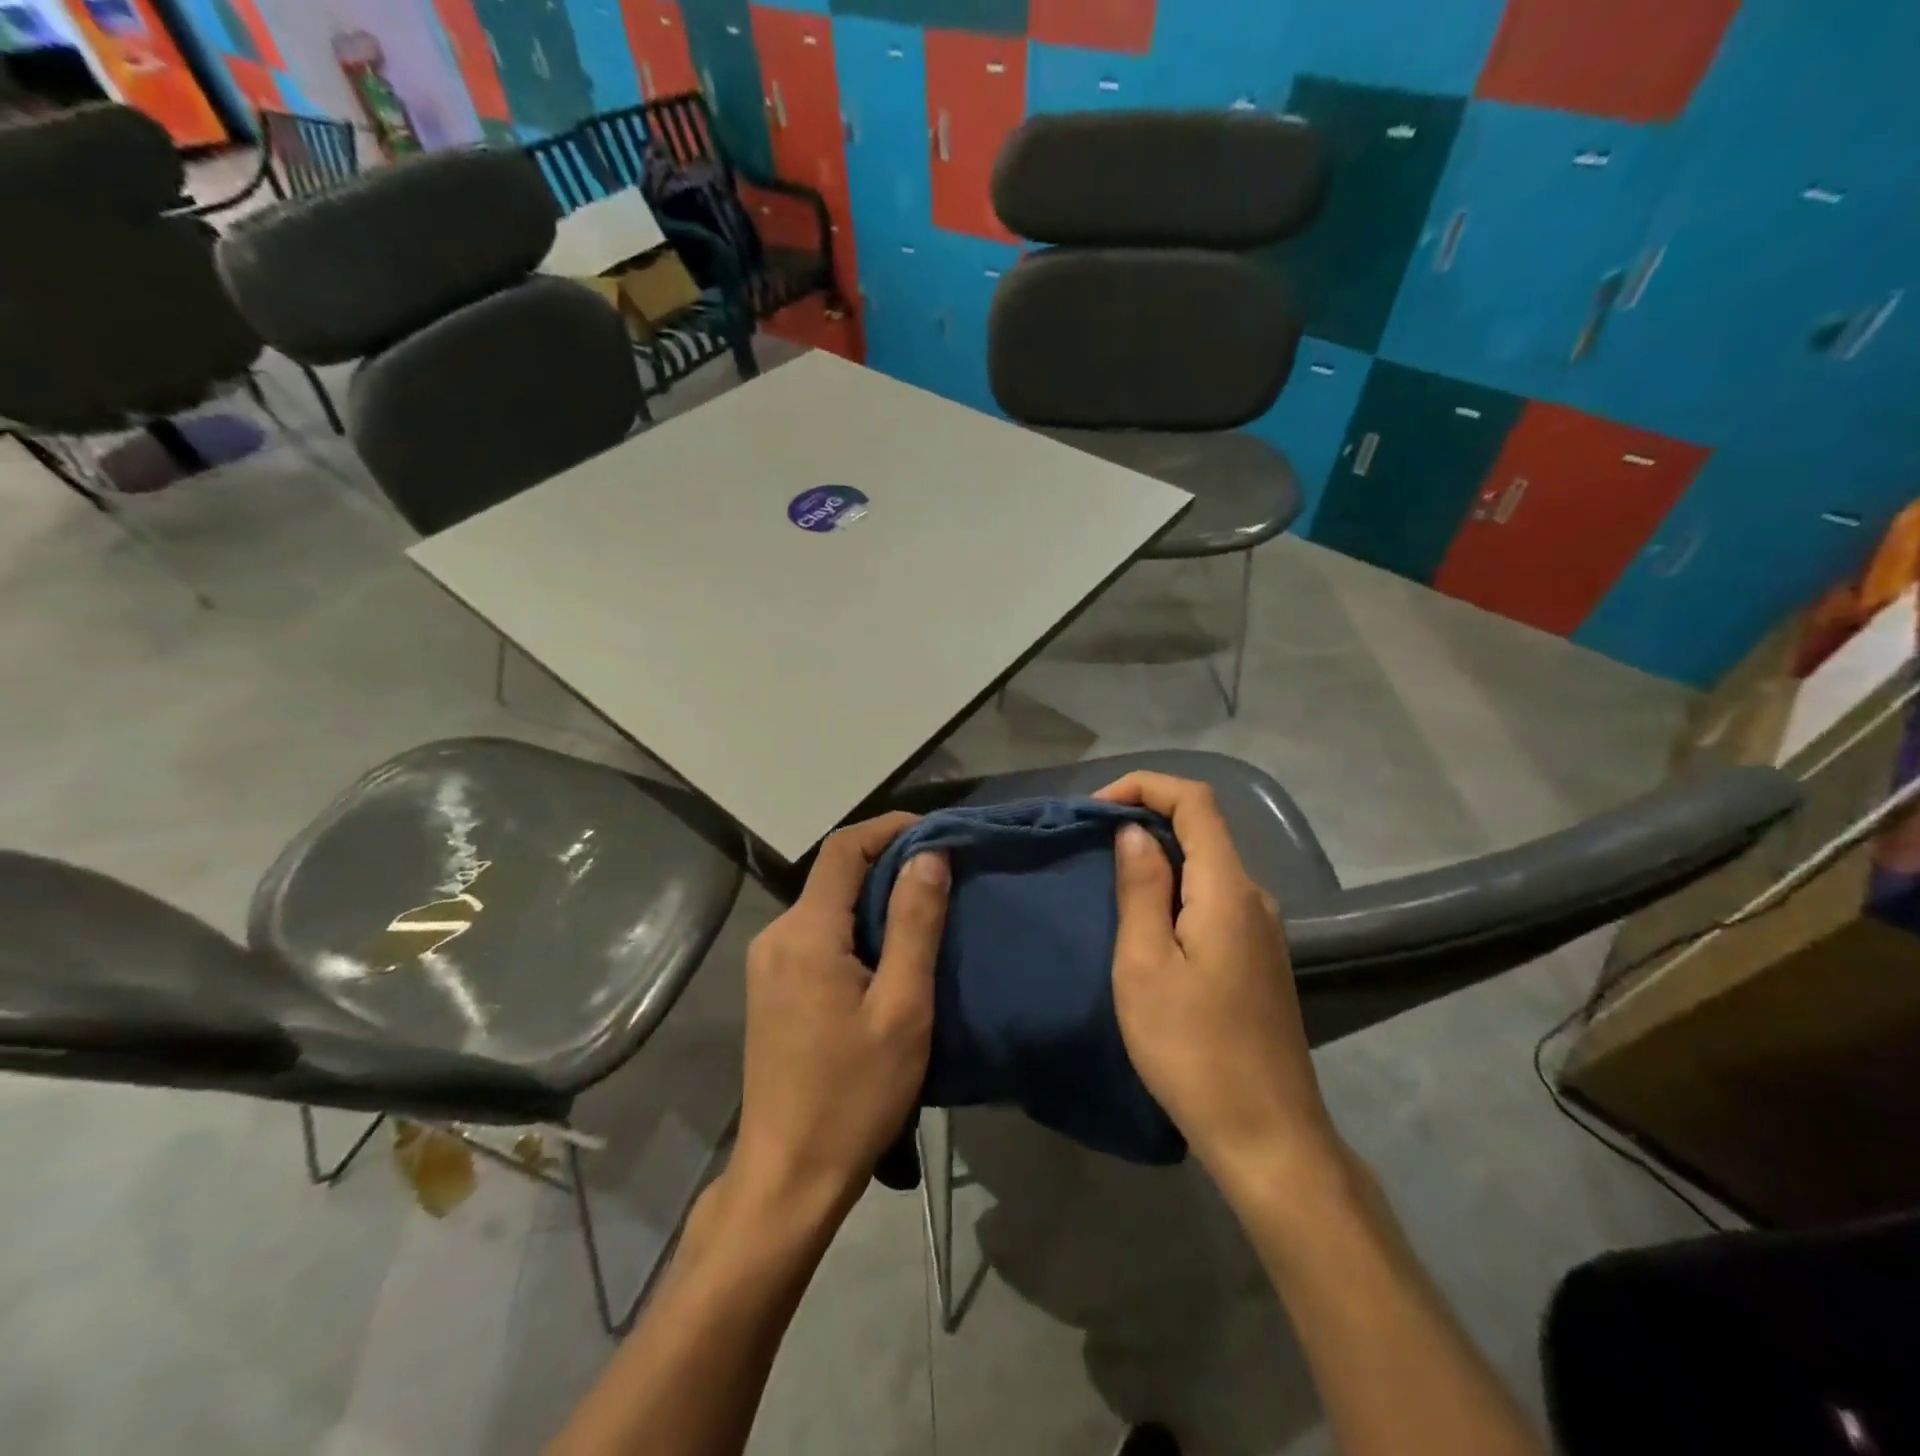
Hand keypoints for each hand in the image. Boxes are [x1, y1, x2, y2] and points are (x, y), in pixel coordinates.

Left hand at [728, 813, 950, 1221]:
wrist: (789, 1177)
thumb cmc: (853, 1096)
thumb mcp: (902, 1008)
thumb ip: (915, 924)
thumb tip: (929, 855)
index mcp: (805, 933)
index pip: (843, 849)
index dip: (889, 829)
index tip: (936, 833)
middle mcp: (777, 936)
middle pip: (834, 875)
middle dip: (888, 864)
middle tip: (944, 876)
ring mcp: (768, 964)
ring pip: (827, 906)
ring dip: (874, 899)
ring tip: (926, 913)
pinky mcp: (772, 988)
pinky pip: (818, 936)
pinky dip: (856, 928)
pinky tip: (889, 954)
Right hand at [1095, 773, 1340, 1185]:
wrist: (1267, 1134)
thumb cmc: (1193, 1049)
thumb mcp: (1145, 965)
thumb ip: (1141, 888)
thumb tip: (1135, 831)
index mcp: (1227, 889)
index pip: (1195, 801)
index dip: (1145, 786)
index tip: (1096, 808)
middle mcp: (1254, 896)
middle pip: (1203, 828)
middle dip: (1146, 819)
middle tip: (1090, 845)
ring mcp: (1262, 928)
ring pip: (1208, 864)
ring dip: (1159, 856)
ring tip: (1108, 881)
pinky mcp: (1258, 956)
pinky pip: (1214, 897)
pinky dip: (1176, 888)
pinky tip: (1146, 922)